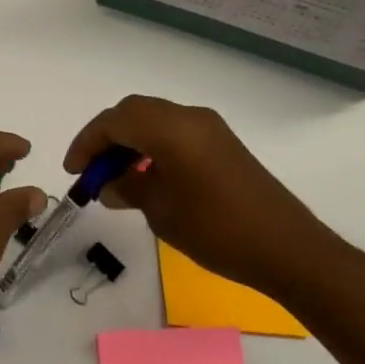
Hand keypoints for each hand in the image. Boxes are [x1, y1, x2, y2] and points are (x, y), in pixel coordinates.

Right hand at [65, 95, 343, 300]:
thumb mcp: (161, 211)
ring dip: (130, 141)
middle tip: (91, 170)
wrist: (290, 250)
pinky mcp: (223, 143)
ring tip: (117, 176)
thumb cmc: (217, 229)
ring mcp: (209, 128)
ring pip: (154, 119)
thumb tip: (108, 184)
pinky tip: (149, 175)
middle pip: (133, 112)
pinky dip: (153, 145)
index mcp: (169, 127)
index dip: (87, 143)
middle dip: (106, 137)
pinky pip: (175, 131)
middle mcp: (188, 116)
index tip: (73, 171)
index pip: (114, 121)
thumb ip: (128, 188)